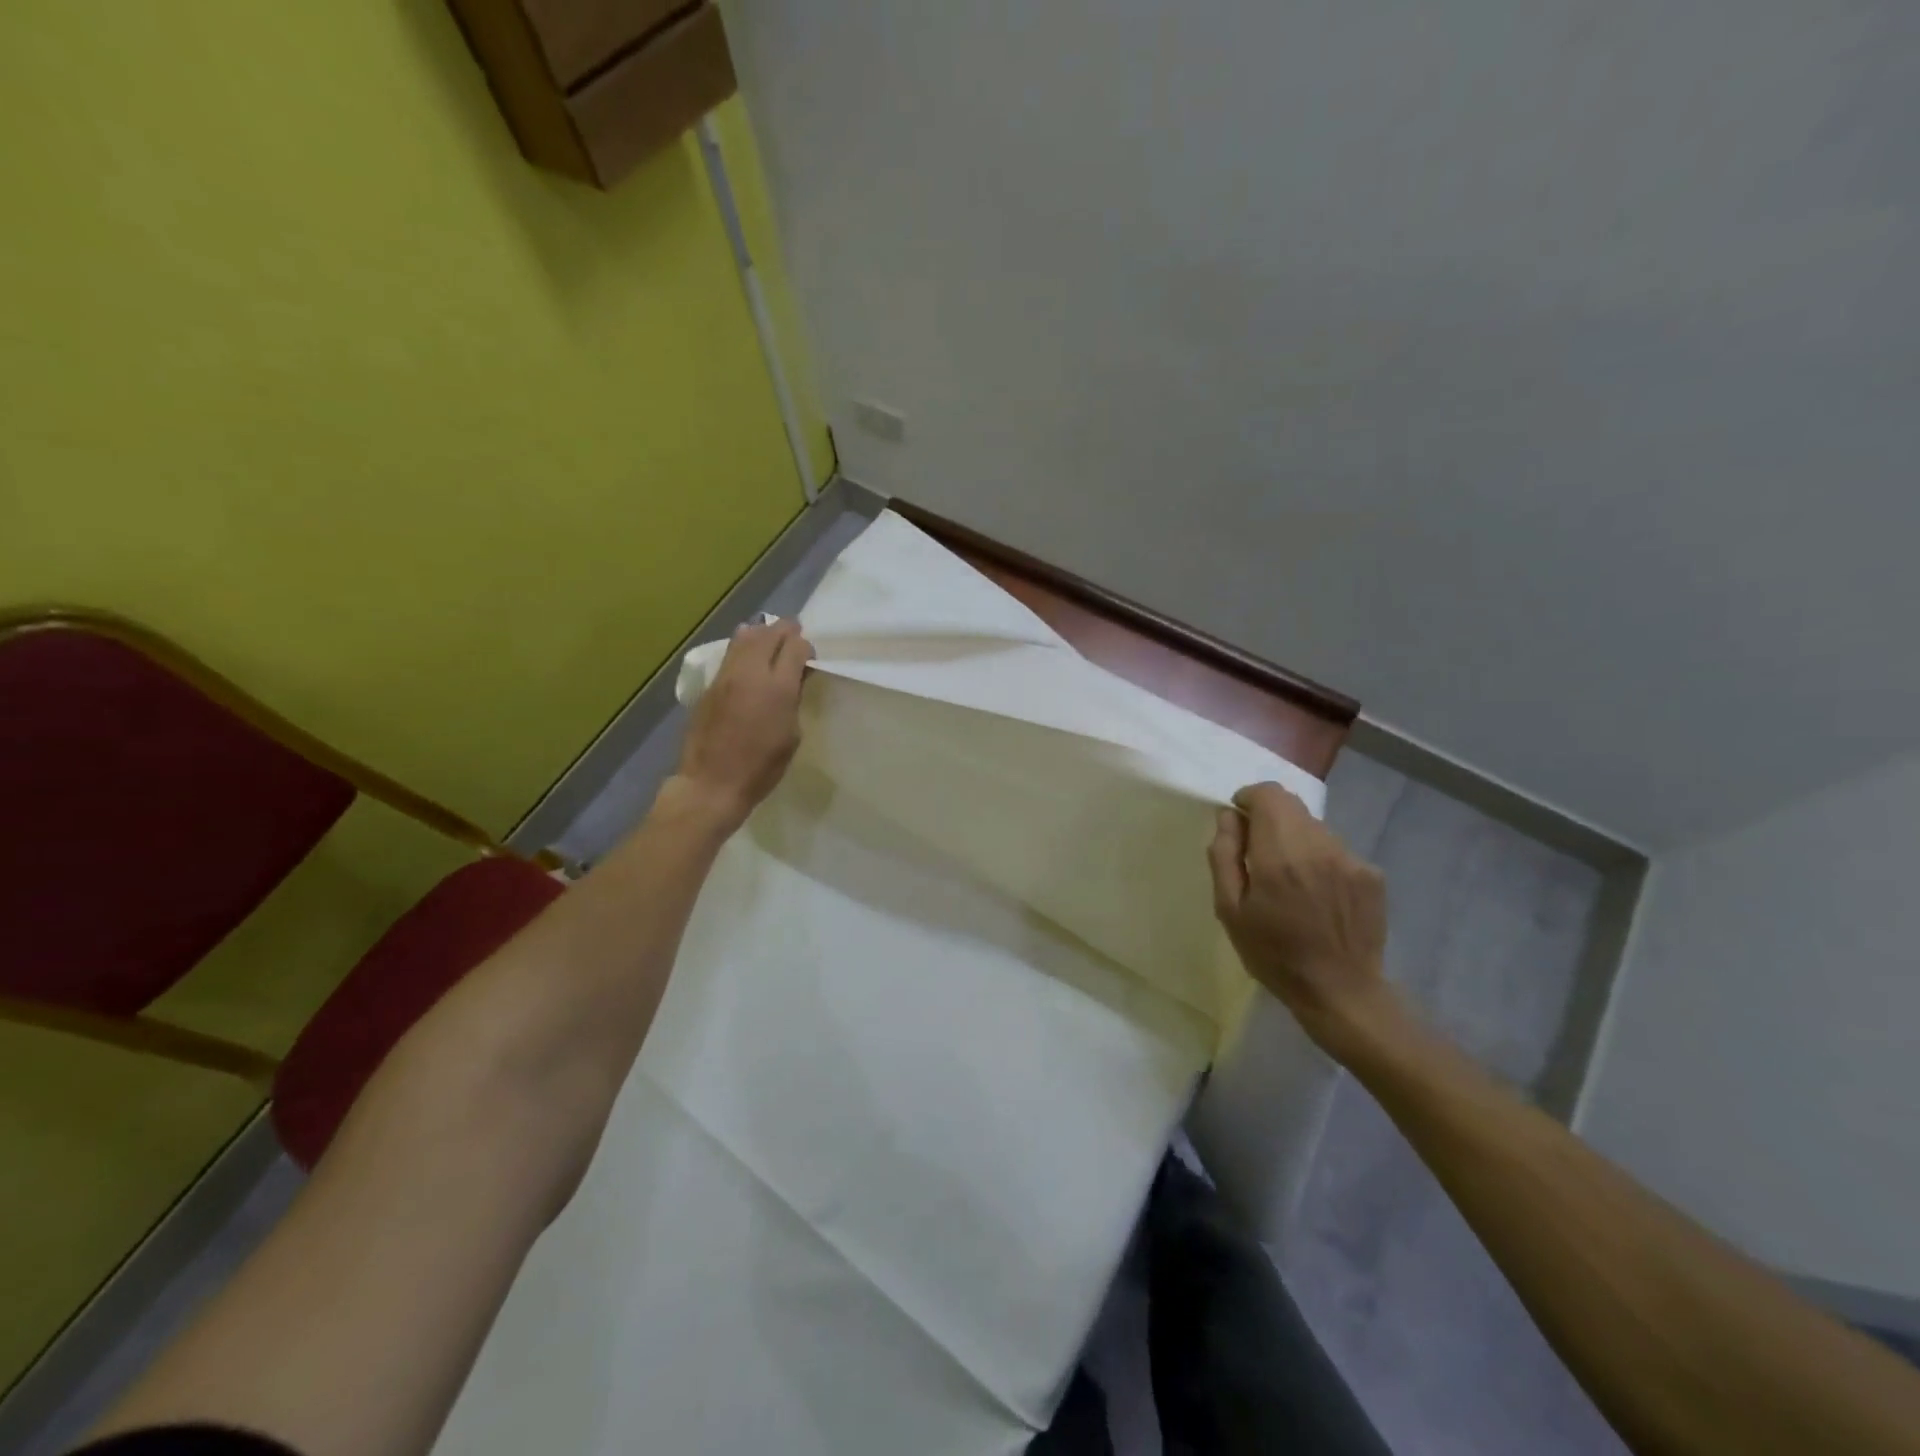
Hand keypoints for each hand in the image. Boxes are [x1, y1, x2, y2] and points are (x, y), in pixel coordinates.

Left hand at [671, 618, 813, 829]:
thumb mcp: (791, 735)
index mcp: (778, 688)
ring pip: (744, 637)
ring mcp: (726, 676)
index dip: (806, 646)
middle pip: (769, 633)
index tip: (809, 658)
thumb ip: (793, 699)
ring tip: (770, 638)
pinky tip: (749, 657)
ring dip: (762, 633)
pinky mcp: (710, 685)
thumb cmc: (761, 767)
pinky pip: (730, 654)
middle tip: (794, 634)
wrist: (713, 783)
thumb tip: (793, 680)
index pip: (795, 646)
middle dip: (785, 630)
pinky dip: (743, 647)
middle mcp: (750, 673)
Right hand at [1207, 782, 1395, 1058]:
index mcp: (1279, 855)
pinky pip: (1336, 849)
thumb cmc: (1273, 954)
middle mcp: (1319, 846)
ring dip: (1295, 839)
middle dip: (1269, 818)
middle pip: (1291, 805)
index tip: (1238, 823)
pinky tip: (1317, 894)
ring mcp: (1350, 859)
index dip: (1248, 799)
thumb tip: (1228, 817)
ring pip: (1314, 826)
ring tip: (1289, 880)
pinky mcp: (1371, 874)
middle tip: (1258, 854)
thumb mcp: (1229, 910)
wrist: (1341, 992)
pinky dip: (1319, 859)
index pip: (1268, 794)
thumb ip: (1224, 855)